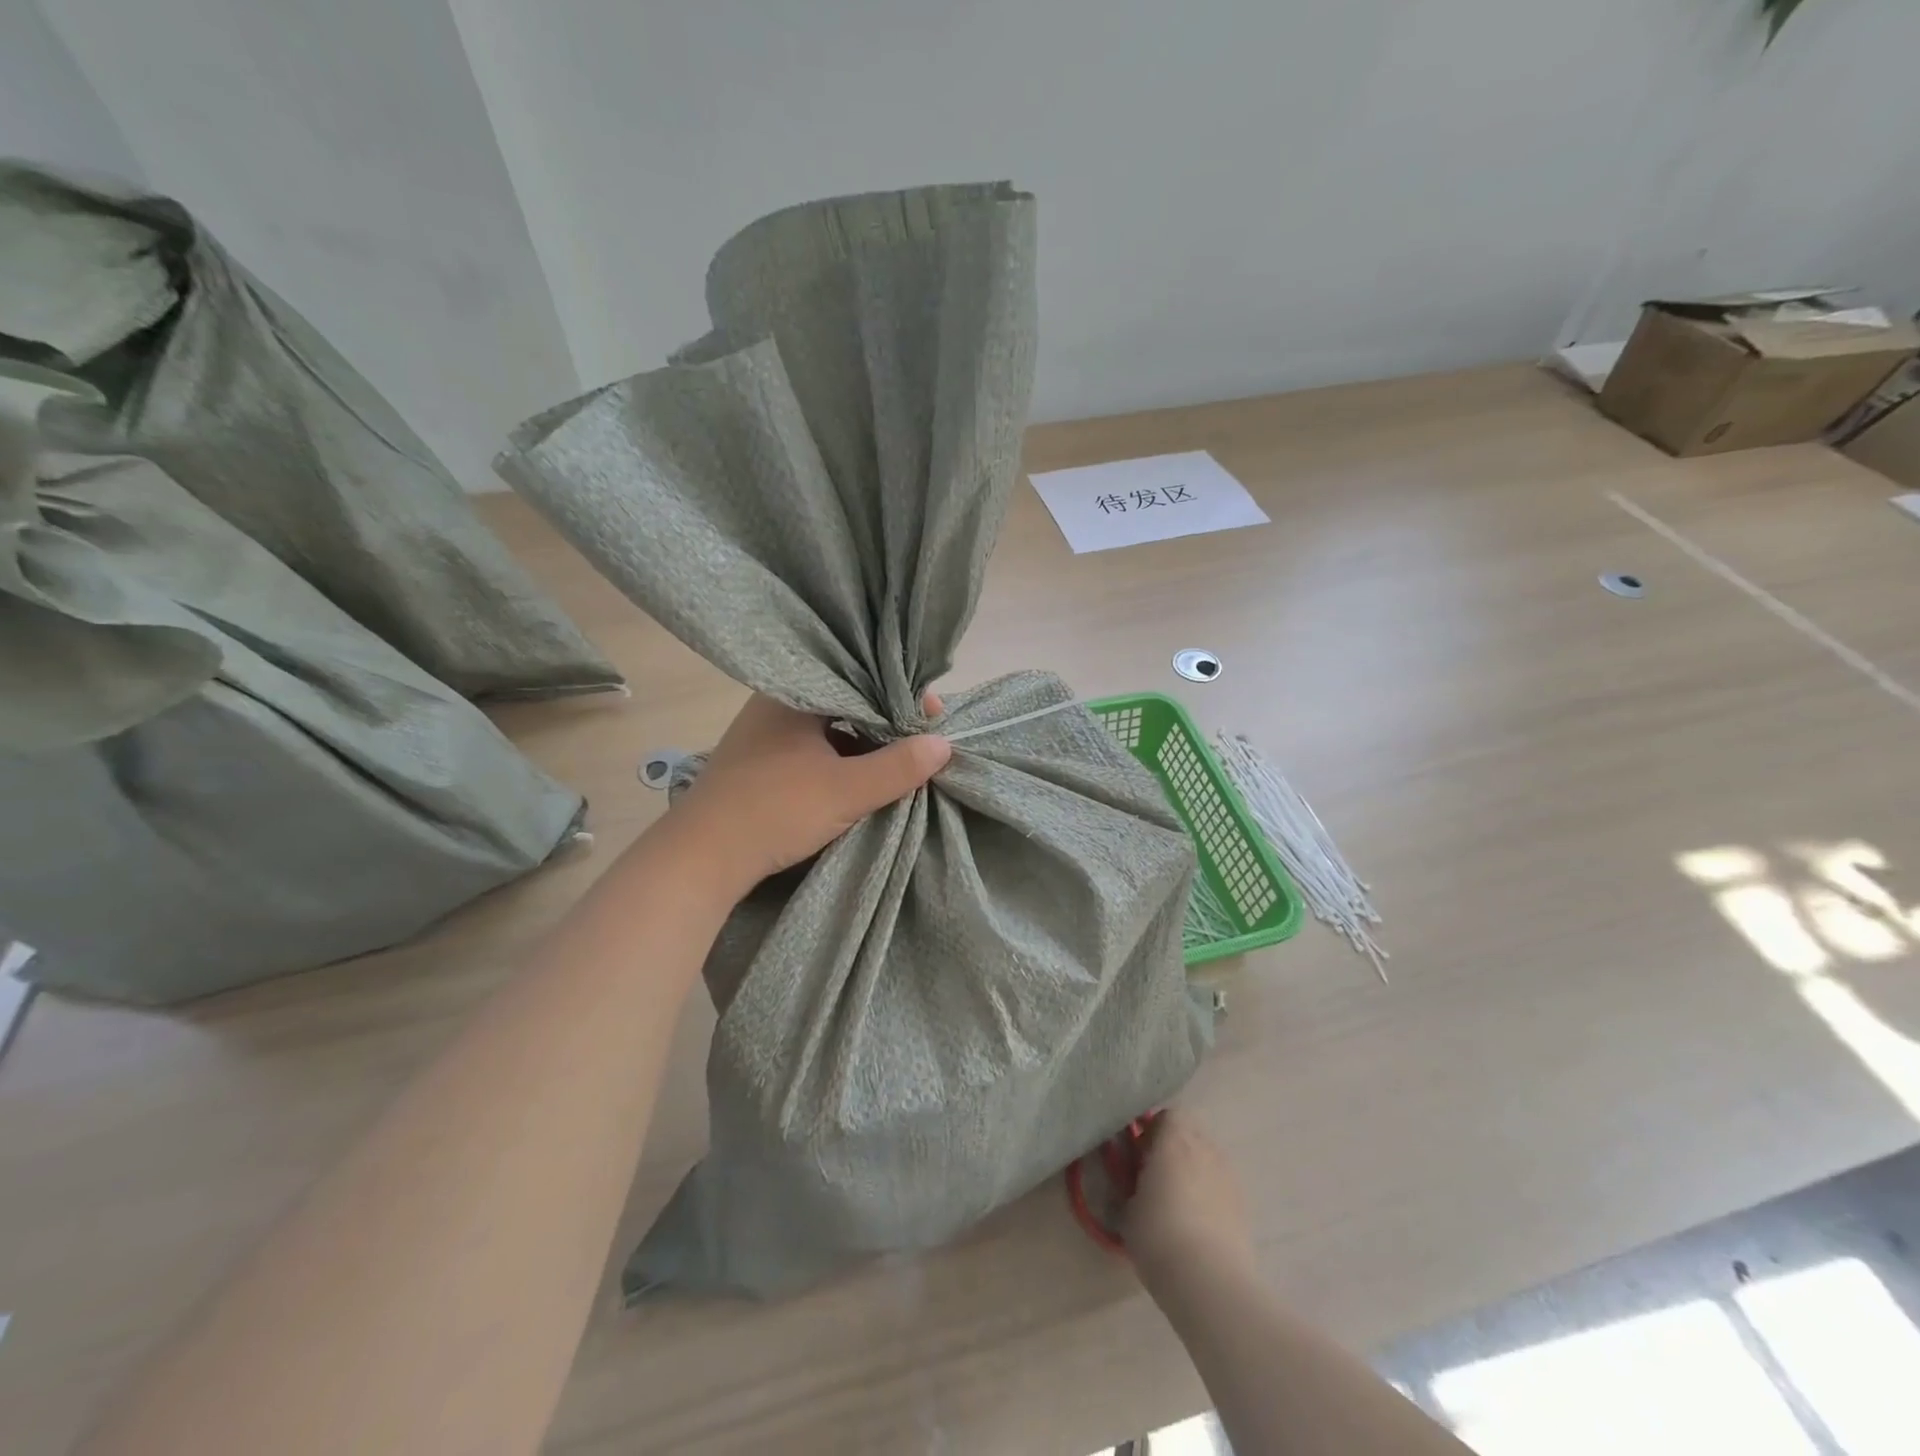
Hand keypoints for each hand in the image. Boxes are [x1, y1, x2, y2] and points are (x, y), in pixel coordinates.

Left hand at [666, 693, 950, 897]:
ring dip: (864, 743)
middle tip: (923, 739)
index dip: (903, 696)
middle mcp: (776, 702)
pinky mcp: (759, 762)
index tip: (934, 717)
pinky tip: (860, 775)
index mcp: (795, 693)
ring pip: (829, 727)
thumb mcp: (846, 790)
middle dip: (887, 721)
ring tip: (899, 758)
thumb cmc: (774, 811)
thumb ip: (898, 767)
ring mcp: (764, 733)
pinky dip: (840, 757)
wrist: (699, 859)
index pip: (862, 679)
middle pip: (847, 702)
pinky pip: (813, 747)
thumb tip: (944, 744)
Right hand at [1123, 1110, 1255, 1283]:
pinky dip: (1211, 1195)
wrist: (1209, 1281)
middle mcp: (1205, 1148)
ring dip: (1194, 1170)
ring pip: (1209, 1160)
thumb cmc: (1158, 1234)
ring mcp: (1229, 1176)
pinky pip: (1222, 1187)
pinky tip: (1199, 1224)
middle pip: (1192, 1133)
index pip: (1168, 1114)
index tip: (1140, 1154)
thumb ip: (1130, 1186)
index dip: (1154, 1130)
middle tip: (1156, 1175)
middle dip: (1175, 1148)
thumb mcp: (1127, 1209)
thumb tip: (1133, 1185)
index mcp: (1175, 1139)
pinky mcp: (1244, 1206)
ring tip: (1179, 1202)